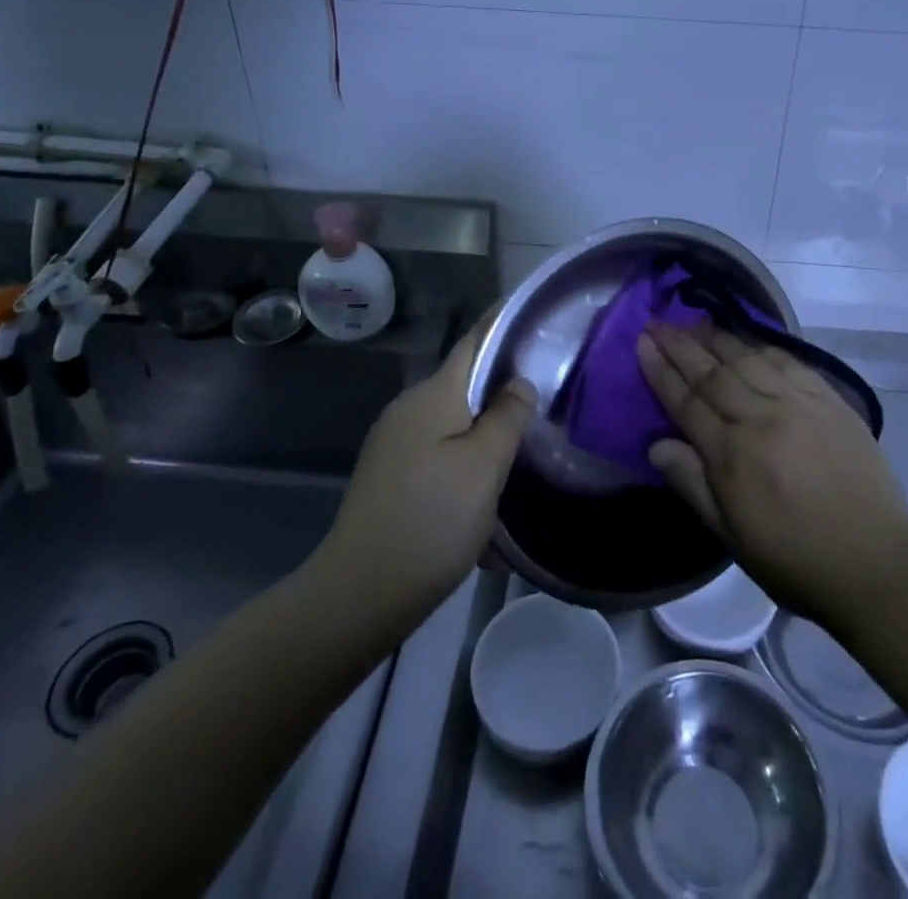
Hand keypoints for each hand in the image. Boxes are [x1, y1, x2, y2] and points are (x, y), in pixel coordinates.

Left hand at [325, 312, 536, 621]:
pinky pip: (442, 458)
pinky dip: (469, 469)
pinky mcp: (393, 478)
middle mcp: (410, 411)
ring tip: (526, 455)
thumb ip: (507, 416)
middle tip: (549, 394)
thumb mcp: (483, 467)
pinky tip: (490, 506)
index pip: (474, 341)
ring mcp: (397, 445)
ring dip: (489, 438)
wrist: (358, 596)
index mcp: (433, 396)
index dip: (503, 321)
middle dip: (505, 388)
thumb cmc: (430, 521)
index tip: (535, 310)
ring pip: (457, 426)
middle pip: (467, 385)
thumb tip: (520, 382)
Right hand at [639, 322, 907, 635]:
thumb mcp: (732, 536)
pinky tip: (746, 338)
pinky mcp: (829, 400)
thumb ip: (692, 484)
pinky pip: (788, 362)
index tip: (641, 343)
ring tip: (693, 322)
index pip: (686, 402)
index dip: (660, 371)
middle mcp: (761, 419)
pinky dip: (761, 346)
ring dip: (716, 338)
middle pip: (712, 372)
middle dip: (680, 345)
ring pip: (747, 359)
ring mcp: (798, 404)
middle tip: (657, 322)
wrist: (874, 563)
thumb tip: (655, 445)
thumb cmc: (793, 559)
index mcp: (732, 456)